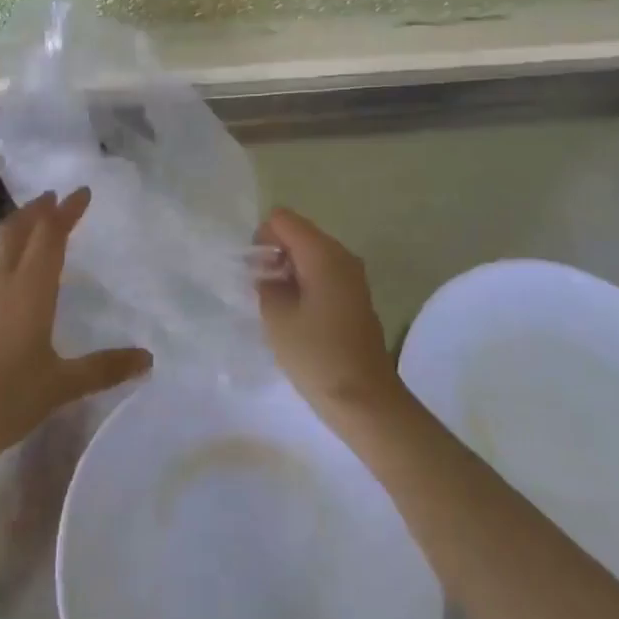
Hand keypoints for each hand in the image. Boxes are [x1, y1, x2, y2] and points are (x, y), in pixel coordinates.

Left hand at [0, 188, 151, 476]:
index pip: (50, 236)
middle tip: (53, 197)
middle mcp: (1, 285)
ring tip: (32, 225)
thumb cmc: (0, 400)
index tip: (81, 191)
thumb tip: (147, 357)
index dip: (66, 211)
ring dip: (17, 229)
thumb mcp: (59, 387)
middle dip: (36, 210)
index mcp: (29, 290)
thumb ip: (102, 369)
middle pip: (16, 232)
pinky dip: (4, 258)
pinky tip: (8, 279)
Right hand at [255, 208, 399, 417]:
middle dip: (274, 253)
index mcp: (323, 253)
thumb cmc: (317, 356)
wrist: (364, 400)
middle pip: (299, 233)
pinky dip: (305, 283)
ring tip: (276, 305)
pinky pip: (323, 273)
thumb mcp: (277, 317)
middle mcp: (342, 255)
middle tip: (261, 290)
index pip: (283, 219)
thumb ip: (265, 283)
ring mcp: (352, 276)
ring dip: (289, 270)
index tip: (254, 272)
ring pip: (311, 254)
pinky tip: (296, 315)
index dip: (261, 238)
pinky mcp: (355, 296)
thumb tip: (266, 272)